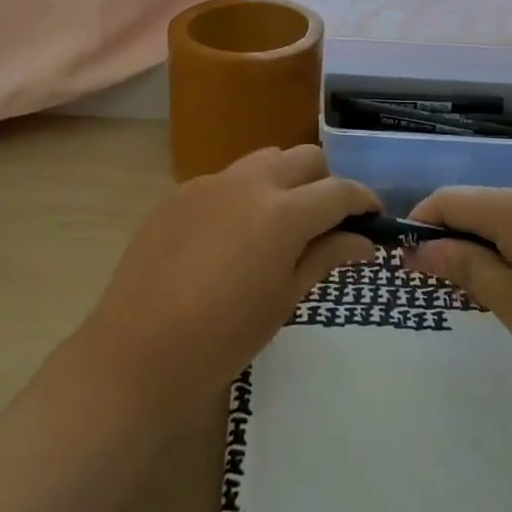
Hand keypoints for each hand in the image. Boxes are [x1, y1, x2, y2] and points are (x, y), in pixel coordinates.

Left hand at [70, 146, 378, 415]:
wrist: (136, 353)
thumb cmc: (222, 339)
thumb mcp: (284, 299)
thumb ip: (325, 257)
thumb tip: (363, 240)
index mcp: (282, 213)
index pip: (339, 191)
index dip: (364, 202)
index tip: (374, 218)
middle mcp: (249, 182)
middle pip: (305, 158)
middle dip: (326, 183)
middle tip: (327, 223)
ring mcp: (210, 182)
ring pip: (266, 159)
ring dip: (286, 180)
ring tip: (282, 222)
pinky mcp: (180, 192)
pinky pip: (228, 178)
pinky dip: (247, 192)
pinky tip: (235, 234)